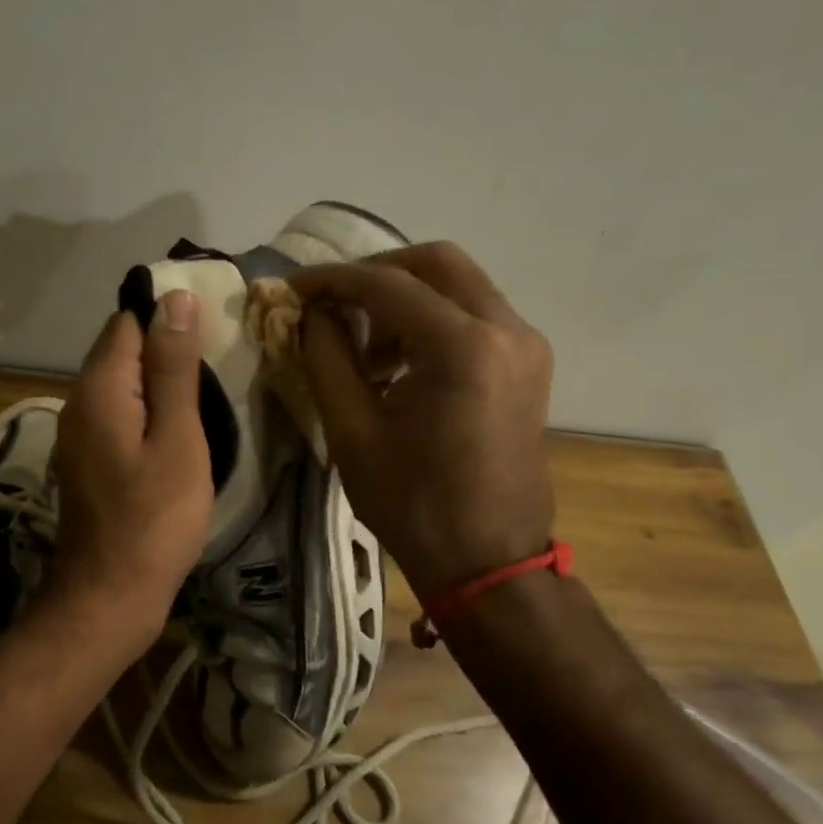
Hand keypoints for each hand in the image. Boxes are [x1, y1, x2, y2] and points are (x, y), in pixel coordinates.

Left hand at [45, 291, 213, 649]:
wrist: (109, 597)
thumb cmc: (155, 519)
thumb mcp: (177, 438)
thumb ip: (173, 368)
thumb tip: (174, 299)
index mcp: (99, 387)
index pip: (128, 322)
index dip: (168, 318)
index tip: (213, 334)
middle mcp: (77, 402)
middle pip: (120, 351)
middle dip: (164, 350)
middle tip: (217, 368)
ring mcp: (77, 434)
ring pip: (119, 385)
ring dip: (156, 383)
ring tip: (204, 398)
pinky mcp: (86, 461)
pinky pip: (116, 415)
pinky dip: (144, 412)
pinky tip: (174, 433)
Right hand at [292, 243, 554, 596]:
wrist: (487, 560)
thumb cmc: (412, 504)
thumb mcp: (352, 430)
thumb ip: (325, 357)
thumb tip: (310, 313)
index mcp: (462, 347)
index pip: (386, 284)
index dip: (332, 280)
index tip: (292, 289)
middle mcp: (506, 329)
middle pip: (435, 263)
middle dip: (375, 274)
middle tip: (332, 304)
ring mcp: (526, 344)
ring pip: (459, 284)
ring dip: (405, 297)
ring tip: (364, 346)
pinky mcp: (529, 363)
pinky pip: (476, 314)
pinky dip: (433, 319)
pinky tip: (400, 361)